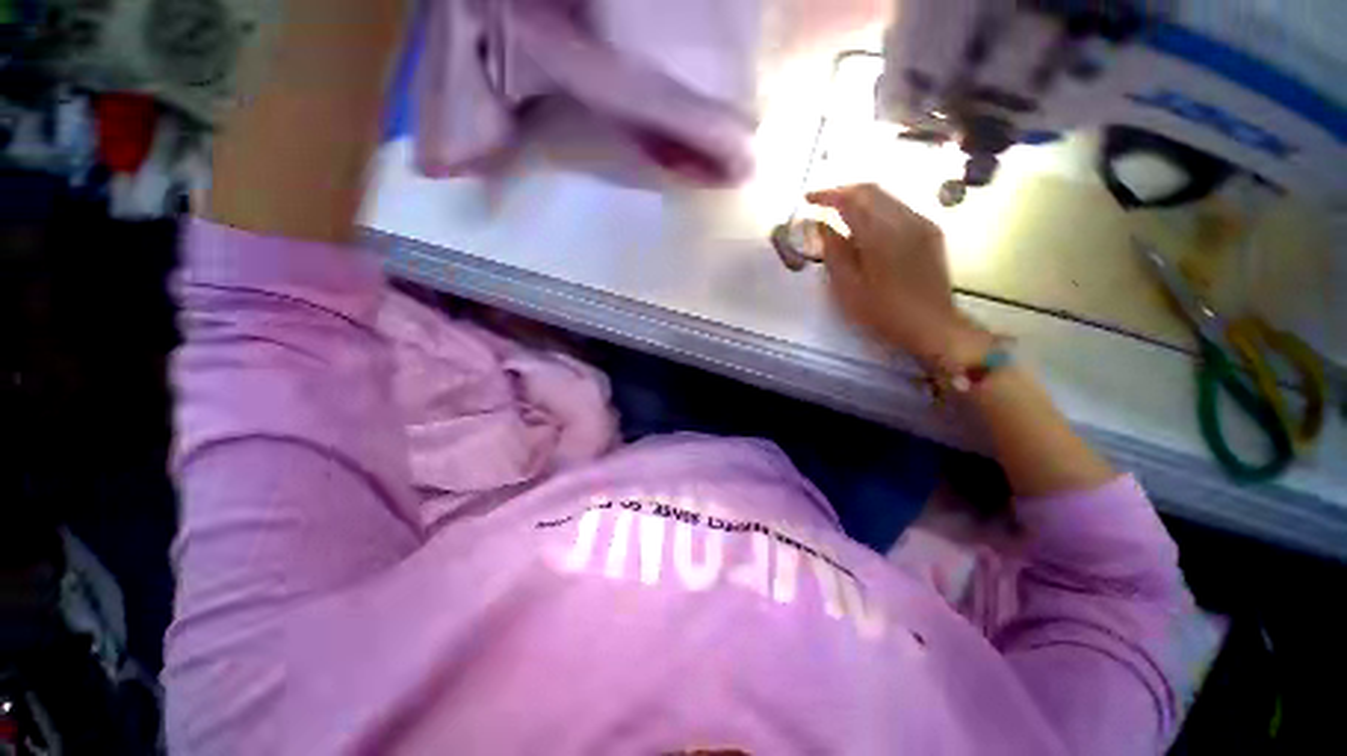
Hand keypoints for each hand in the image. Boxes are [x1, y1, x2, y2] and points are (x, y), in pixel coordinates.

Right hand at [807, 184, 991, 368]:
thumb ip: (834, 252)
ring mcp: (921, 224)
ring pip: (886, 197)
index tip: (807, 198)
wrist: (932, 325)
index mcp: (880, 234)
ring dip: (860, 199)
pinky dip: (877, 209)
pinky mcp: (929, 232)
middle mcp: (904, 219)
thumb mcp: (848, 287)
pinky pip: (899, 209)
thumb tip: (821, 225)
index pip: (851, 199)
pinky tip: (866, 225)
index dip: (827, 194)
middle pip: (871, 190)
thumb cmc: (883, 312)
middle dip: (843, 191)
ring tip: (839, 212)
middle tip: (821, 202)